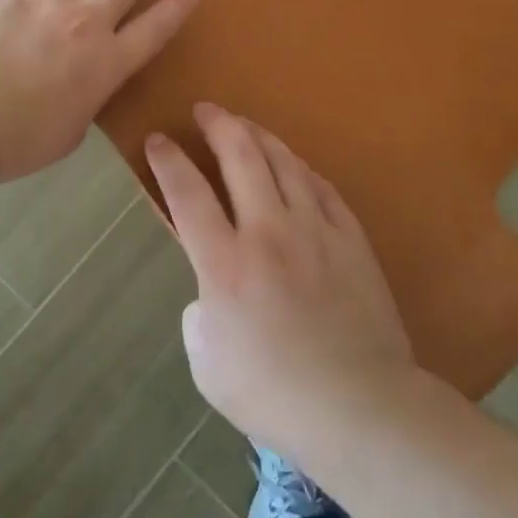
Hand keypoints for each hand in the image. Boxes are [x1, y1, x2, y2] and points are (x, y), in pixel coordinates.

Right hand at [147, 104, 415, 457]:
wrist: (360, 406)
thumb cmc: (273, 394)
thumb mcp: (206, 364)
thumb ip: (199, 315)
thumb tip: (212, 294)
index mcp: (224, 264)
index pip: (187, 193)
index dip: (167, 160)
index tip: (157, 139)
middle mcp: (267, 232)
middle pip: (240, 157)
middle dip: (218, 125)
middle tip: (205, 110)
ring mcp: (314, 230)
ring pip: (284, 163)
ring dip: (259, 136)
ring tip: (244, 125)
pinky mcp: (351, 238)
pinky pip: (322, 188)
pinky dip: (300, 169)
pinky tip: (293, 165)